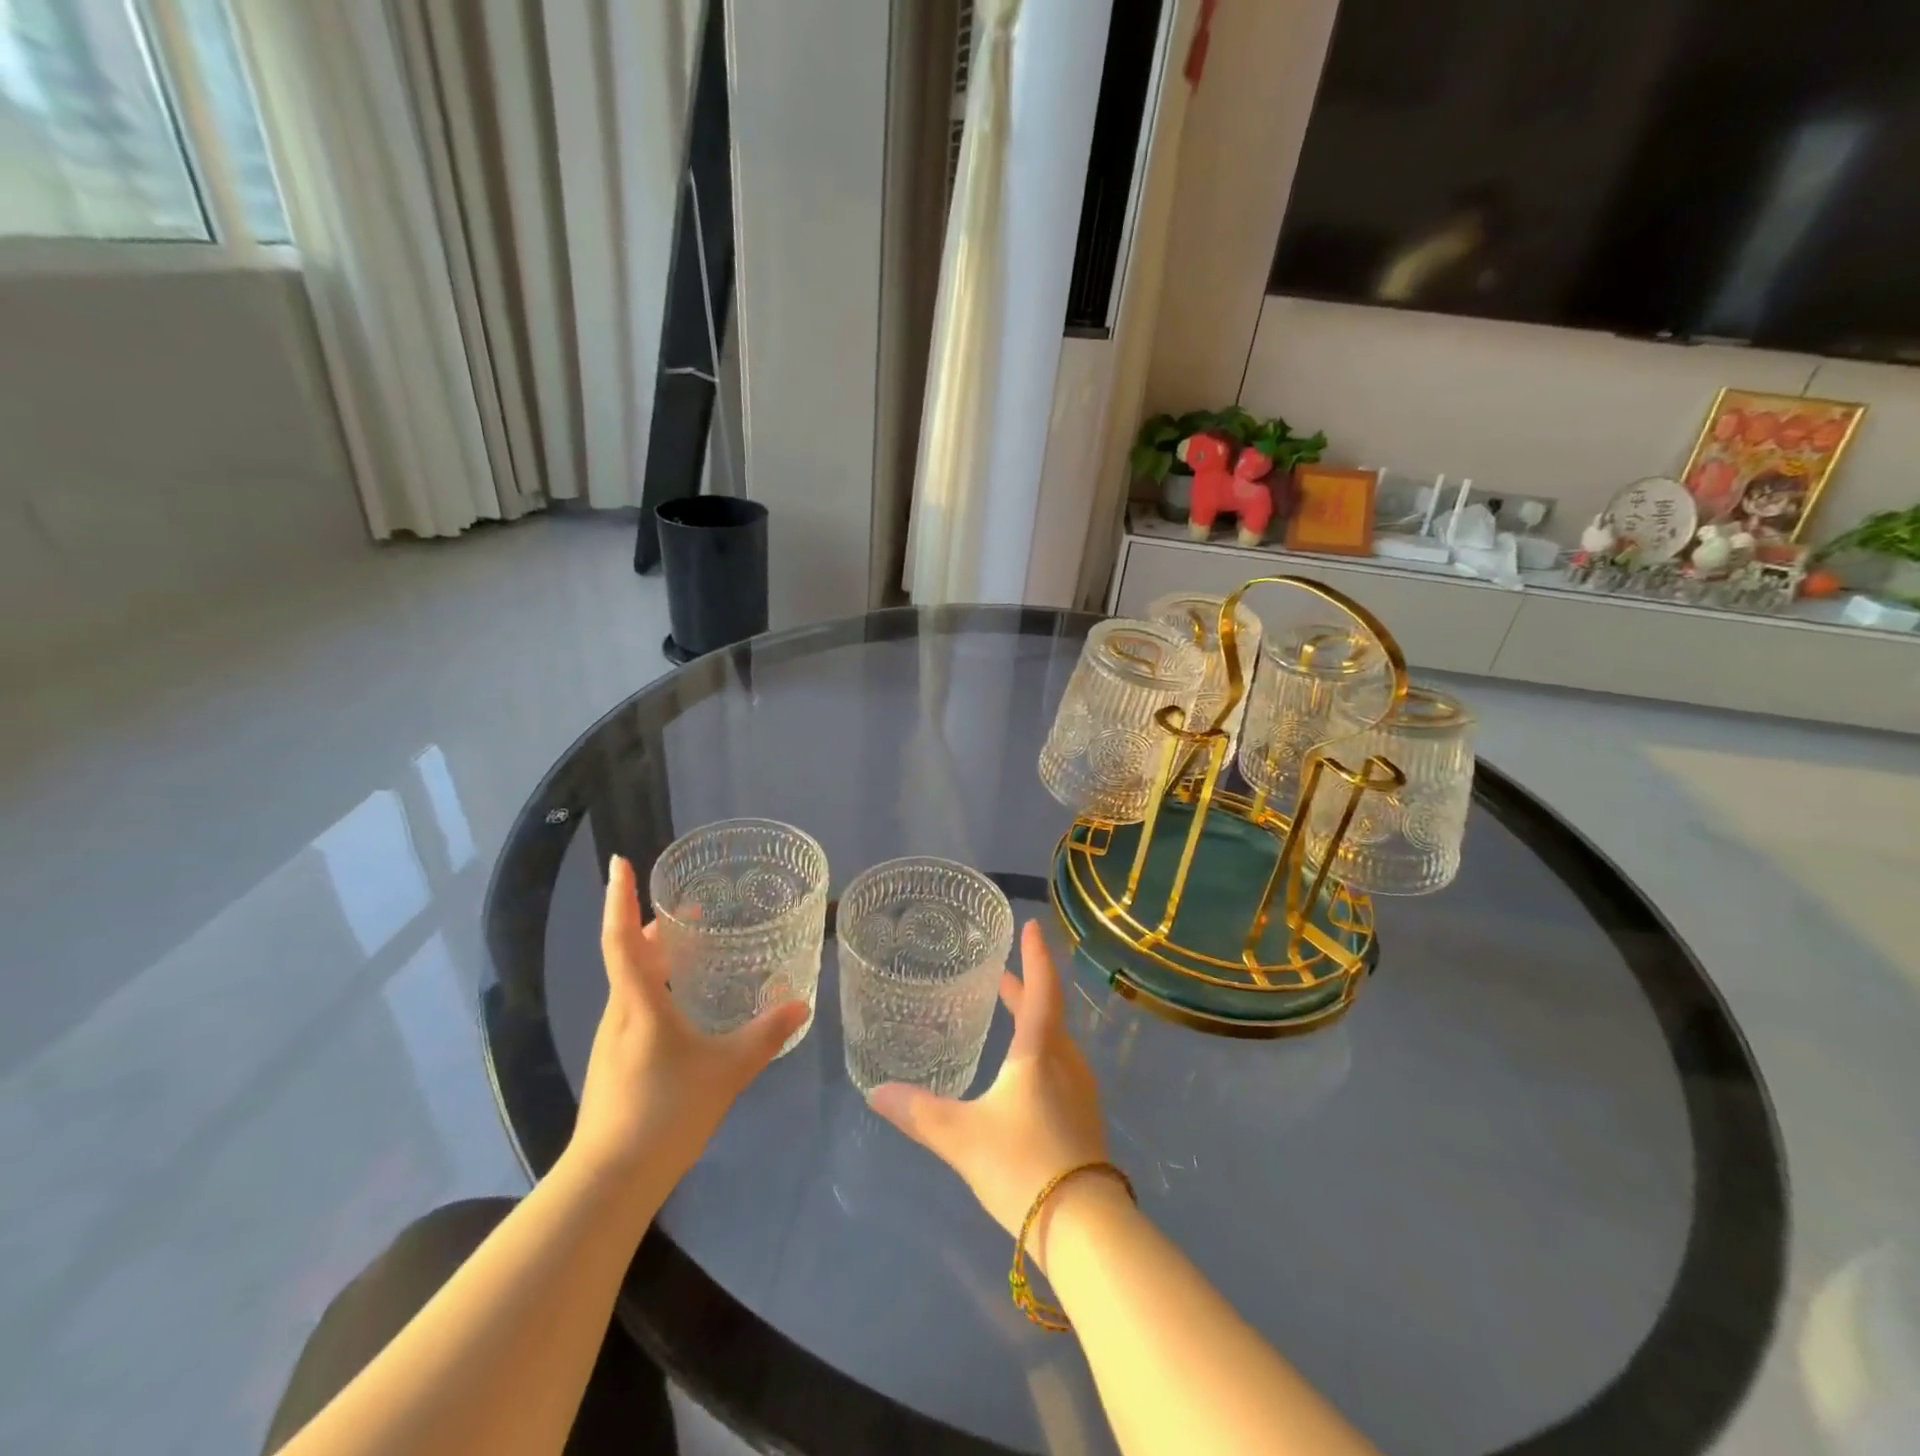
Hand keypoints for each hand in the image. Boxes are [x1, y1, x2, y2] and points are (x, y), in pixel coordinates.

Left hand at [568, 856, 808, 1186]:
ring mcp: (613, 1040)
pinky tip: (685, 1007)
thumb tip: (800, 1004)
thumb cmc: (666, 1112)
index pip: (623, 937)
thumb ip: (766, 1035)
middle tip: (692, 909)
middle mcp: (619, 1013)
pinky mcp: (616, 1063)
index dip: (620, 898)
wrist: (610, 1181)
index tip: (620, 862)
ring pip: (632, 983)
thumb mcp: (727, 1070)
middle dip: (655, 926)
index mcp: (639, 1003)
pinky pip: (635, 1008)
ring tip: (694, 950)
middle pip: (630, 956)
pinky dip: (657, 988)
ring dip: (656, 958)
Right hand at [869, 921, 1107, 1255]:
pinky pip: (1059, 1064)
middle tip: (1002, 971)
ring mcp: (1079, 1091)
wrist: (1085, 1228)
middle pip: (1047, 1011)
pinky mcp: (1083, 1118)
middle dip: (1025, 987)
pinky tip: (1023, 1071)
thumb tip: (876, 1092)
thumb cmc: (1023, 1164)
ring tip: (1010, 1012)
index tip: (1030, 925)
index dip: (1035, 955)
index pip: (1040, 987)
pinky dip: (1040, 1048)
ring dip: (1034, 1018)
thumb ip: (918, 1112)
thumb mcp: (962, 1137)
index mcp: (1039, 1051)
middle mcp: (1065, 1061)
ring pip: (1055, 1039)